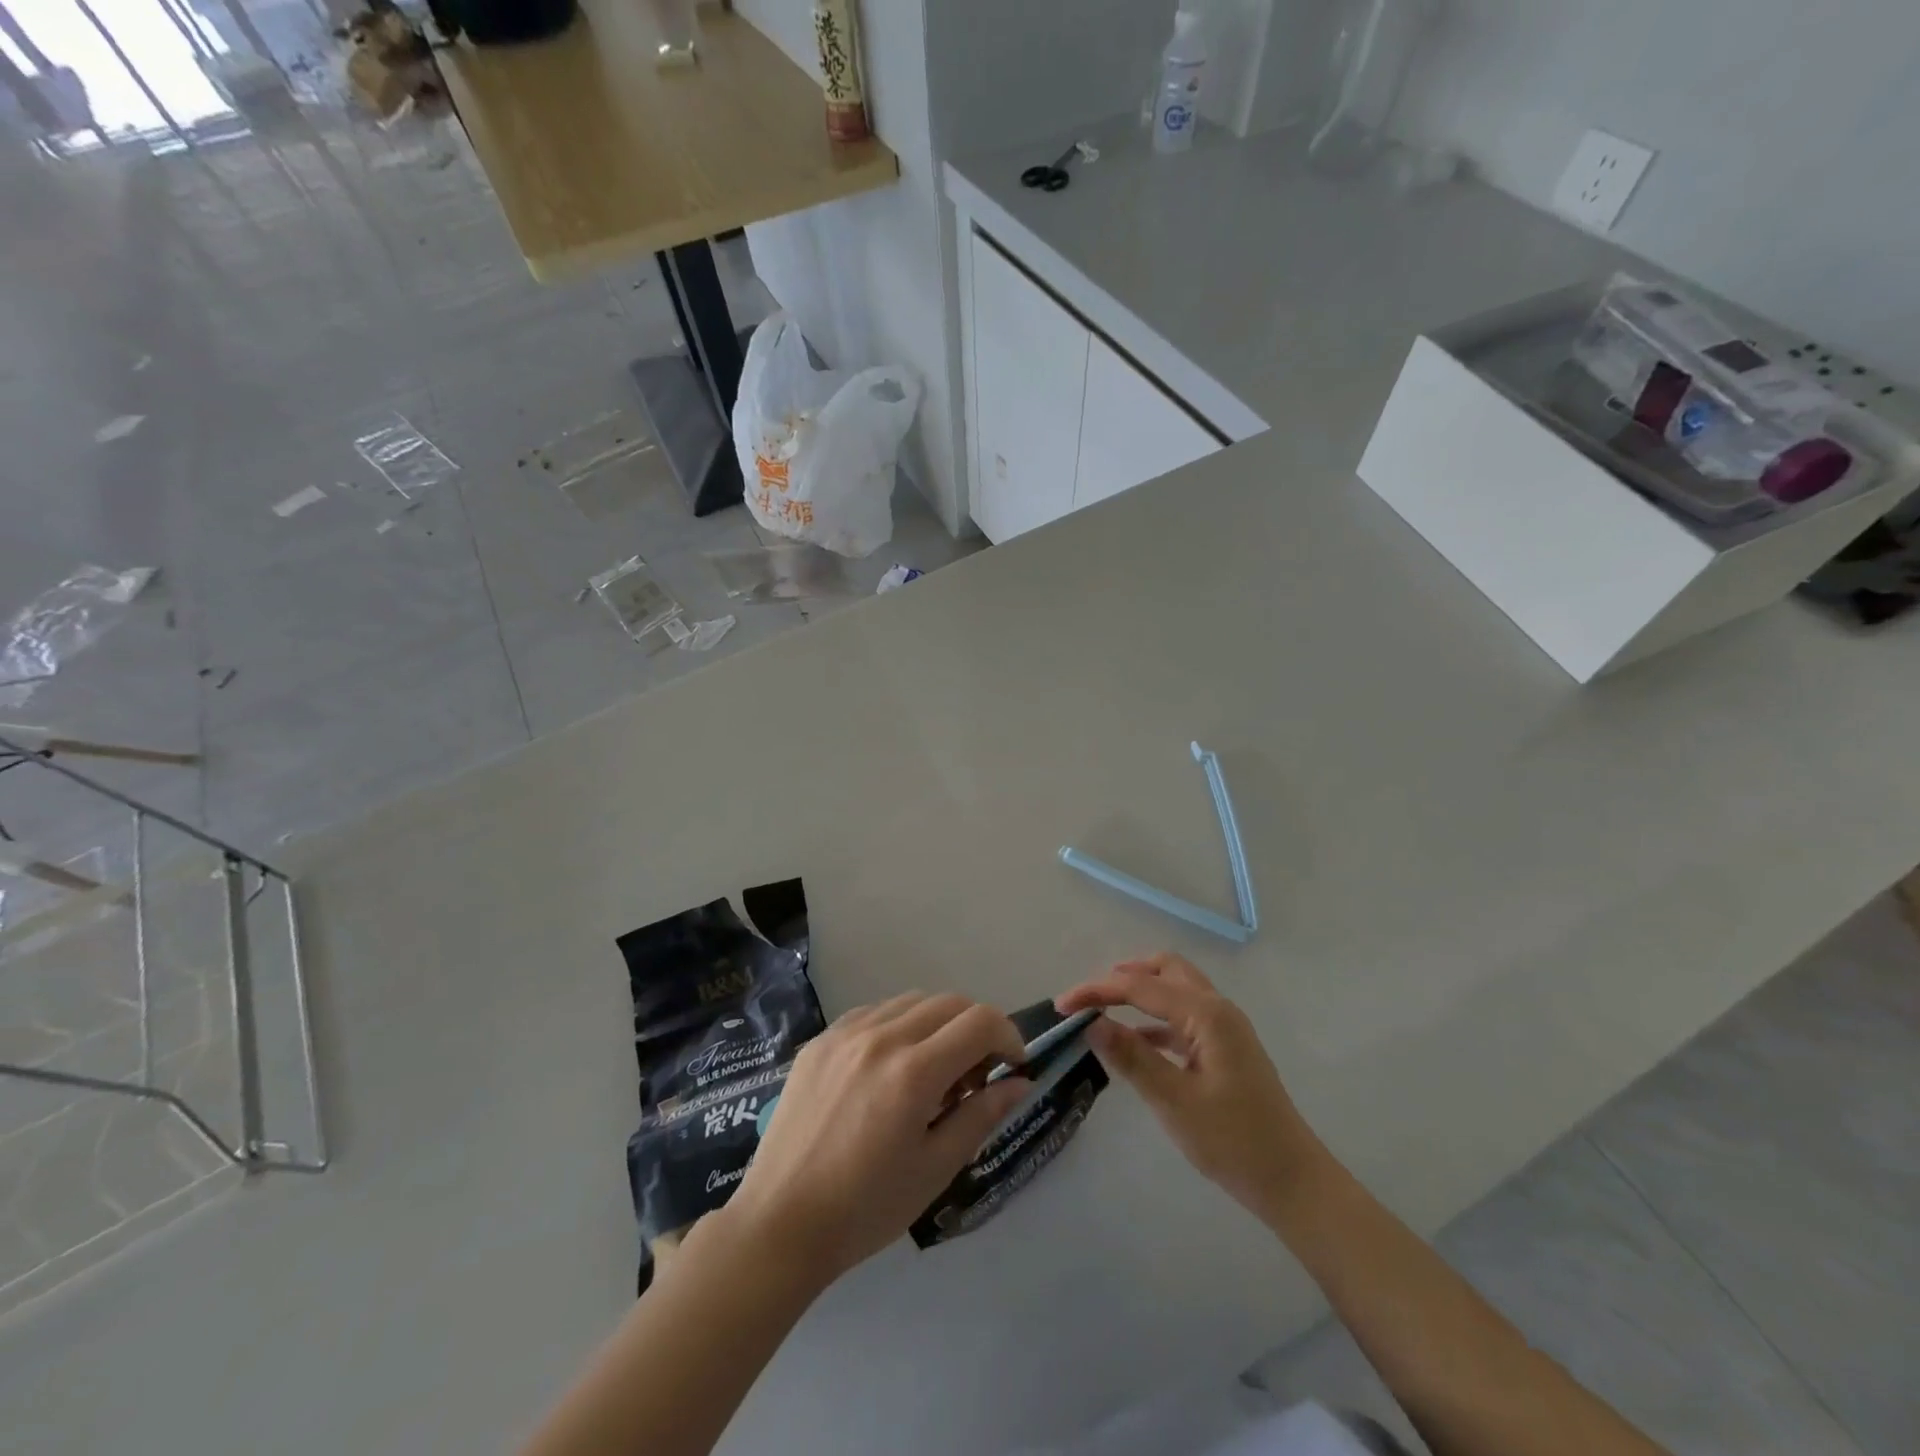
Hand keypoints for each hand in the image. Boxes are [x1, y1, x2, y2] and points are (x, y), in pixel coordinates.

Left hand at [722, 993, 1031, 1283]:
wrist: (780, 1223)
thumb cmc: (866, 1208)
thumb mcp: (935, 1168)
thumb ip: (982, 1115)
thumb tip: (1019, 1082)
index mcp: (914, 1071)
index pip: (980, 1022)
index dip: (1009, 1037)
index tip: (1014, 1066)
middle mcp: (881, 1036)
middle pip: (949, 1002)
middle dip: (976, 1029)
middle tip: (975, 1075)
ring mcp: (845, 1032)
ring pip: (911, 1001)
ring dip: (938, 1024)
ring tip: (932, 1071)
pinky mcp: (821, 1040)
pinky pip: (873, 1012)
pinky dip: (898, 1026)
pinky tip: (891, 1067)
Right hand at [1057, 955, 1327, 1220]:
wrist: (1293, 1183)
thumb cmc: (1234, 1142)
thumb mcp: (1174, 1101)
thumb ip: (1132, 1057)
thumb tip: (1092, 1023)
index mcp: (1206, 1014)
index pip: (1140, 987)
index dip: (1097, 991)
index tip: (1062, 1005)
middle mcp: (1217, 1009)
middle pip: (1164, 970)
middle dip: (1123, 977)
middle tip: (1089, 998)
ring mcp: (1225, 1028)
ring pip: (1176, 989)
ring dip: (1140, 993)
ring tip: (1103, 1012)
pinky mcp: (1225, 1048)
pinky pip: (1183, 1017)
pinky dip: (1155, 1019)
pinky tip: (1134, 1041)